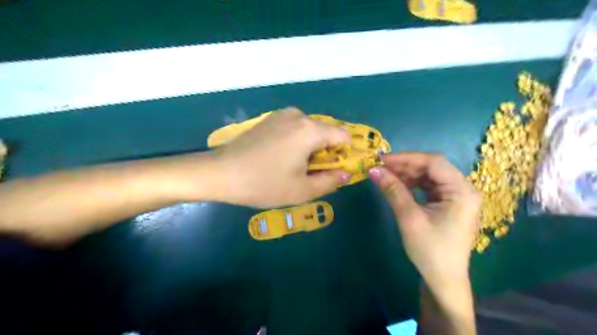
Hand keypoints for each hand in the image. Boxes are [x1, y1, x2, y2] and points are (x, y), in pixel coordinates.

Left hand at [210, 108, 350, 207]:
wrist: (221, 173)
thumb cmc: (264, 184)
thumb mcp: (302, 190)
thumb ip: (330, 181)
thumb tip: (346, 174)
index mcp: (310, 130)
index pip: (343, 136)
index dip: (345, 154)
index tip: (335, 171)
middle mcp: (298, 115)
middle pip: (325, 132)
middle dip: (326, 153)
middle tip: (312, 174)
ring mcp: (281, 115)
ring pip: (309, 131)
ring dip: (310, 148)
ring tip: (294, 168)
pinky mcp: (269, 119)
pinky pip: (294, 129)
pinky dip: (296, 142)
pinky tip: (281, 158)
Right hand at [369, 153, 479, 286]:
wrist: (443, 279)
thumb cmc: (430, 250)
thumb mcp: (409, 218)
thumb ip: (393, 190)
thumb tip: (373, 170)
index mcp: (462, 191)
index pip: (434, 162)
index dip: (406, 158)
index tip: (382, 160)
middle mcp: (464, 189)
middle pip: (432, 167)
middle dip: (405, 166)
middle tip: (381, 167)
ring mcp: (457, 196)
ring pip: (430, 176)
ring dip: (407, 174)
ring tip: (386, 175)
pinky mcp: (449, 203)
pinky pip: (430, 186)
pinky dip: (413, 184)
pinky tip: (398, 185)